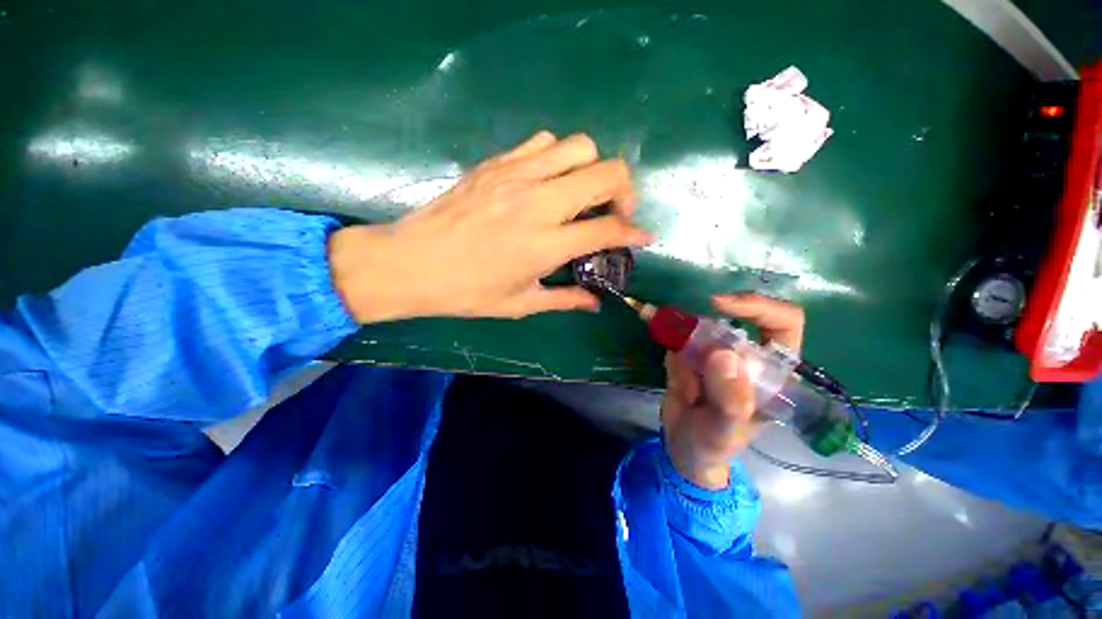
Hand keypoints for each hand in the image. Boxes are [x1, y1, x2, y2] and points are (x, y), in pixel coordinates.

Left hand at [328, 132, 652, 322]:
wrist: (412, 263)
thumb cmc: (467, 291)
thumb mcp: (520, 304)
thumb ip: (564, 299)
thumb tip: (594, 303)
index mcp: (546, 244)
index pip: (608, 228)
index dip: (634, 232)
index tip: (643, 237)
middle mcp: (539, 203)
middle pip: (606, 172)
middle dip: (624, 191)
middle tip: (613, 211)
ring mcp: (517, 176)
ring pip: (579, 146)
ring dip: (591, 168)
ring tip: (580, 193)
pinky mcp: (497, 163)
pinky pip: (542, 142)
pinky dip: (557, 156)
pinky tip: (548, 180)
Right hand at [661, 293, 804, 488]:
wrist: (684, 448)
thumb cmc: (713, 445)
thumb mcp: (723, 430)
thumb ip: (730, 399)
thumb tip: (723, 354)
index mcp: (774, 371)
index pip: (783, 321)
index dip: (756, 306)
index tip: (718, 306)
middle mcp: (749, 355)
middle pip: (731, 319)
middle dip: (703, 334)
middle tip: (686, 356)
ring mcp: (718, 353)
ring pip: (697, 330)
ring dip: (684, 357)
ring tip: (687, 393)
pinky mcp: (692, 354)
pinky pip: (677, 341)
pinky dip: (672, 359)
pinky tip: (679, 388)